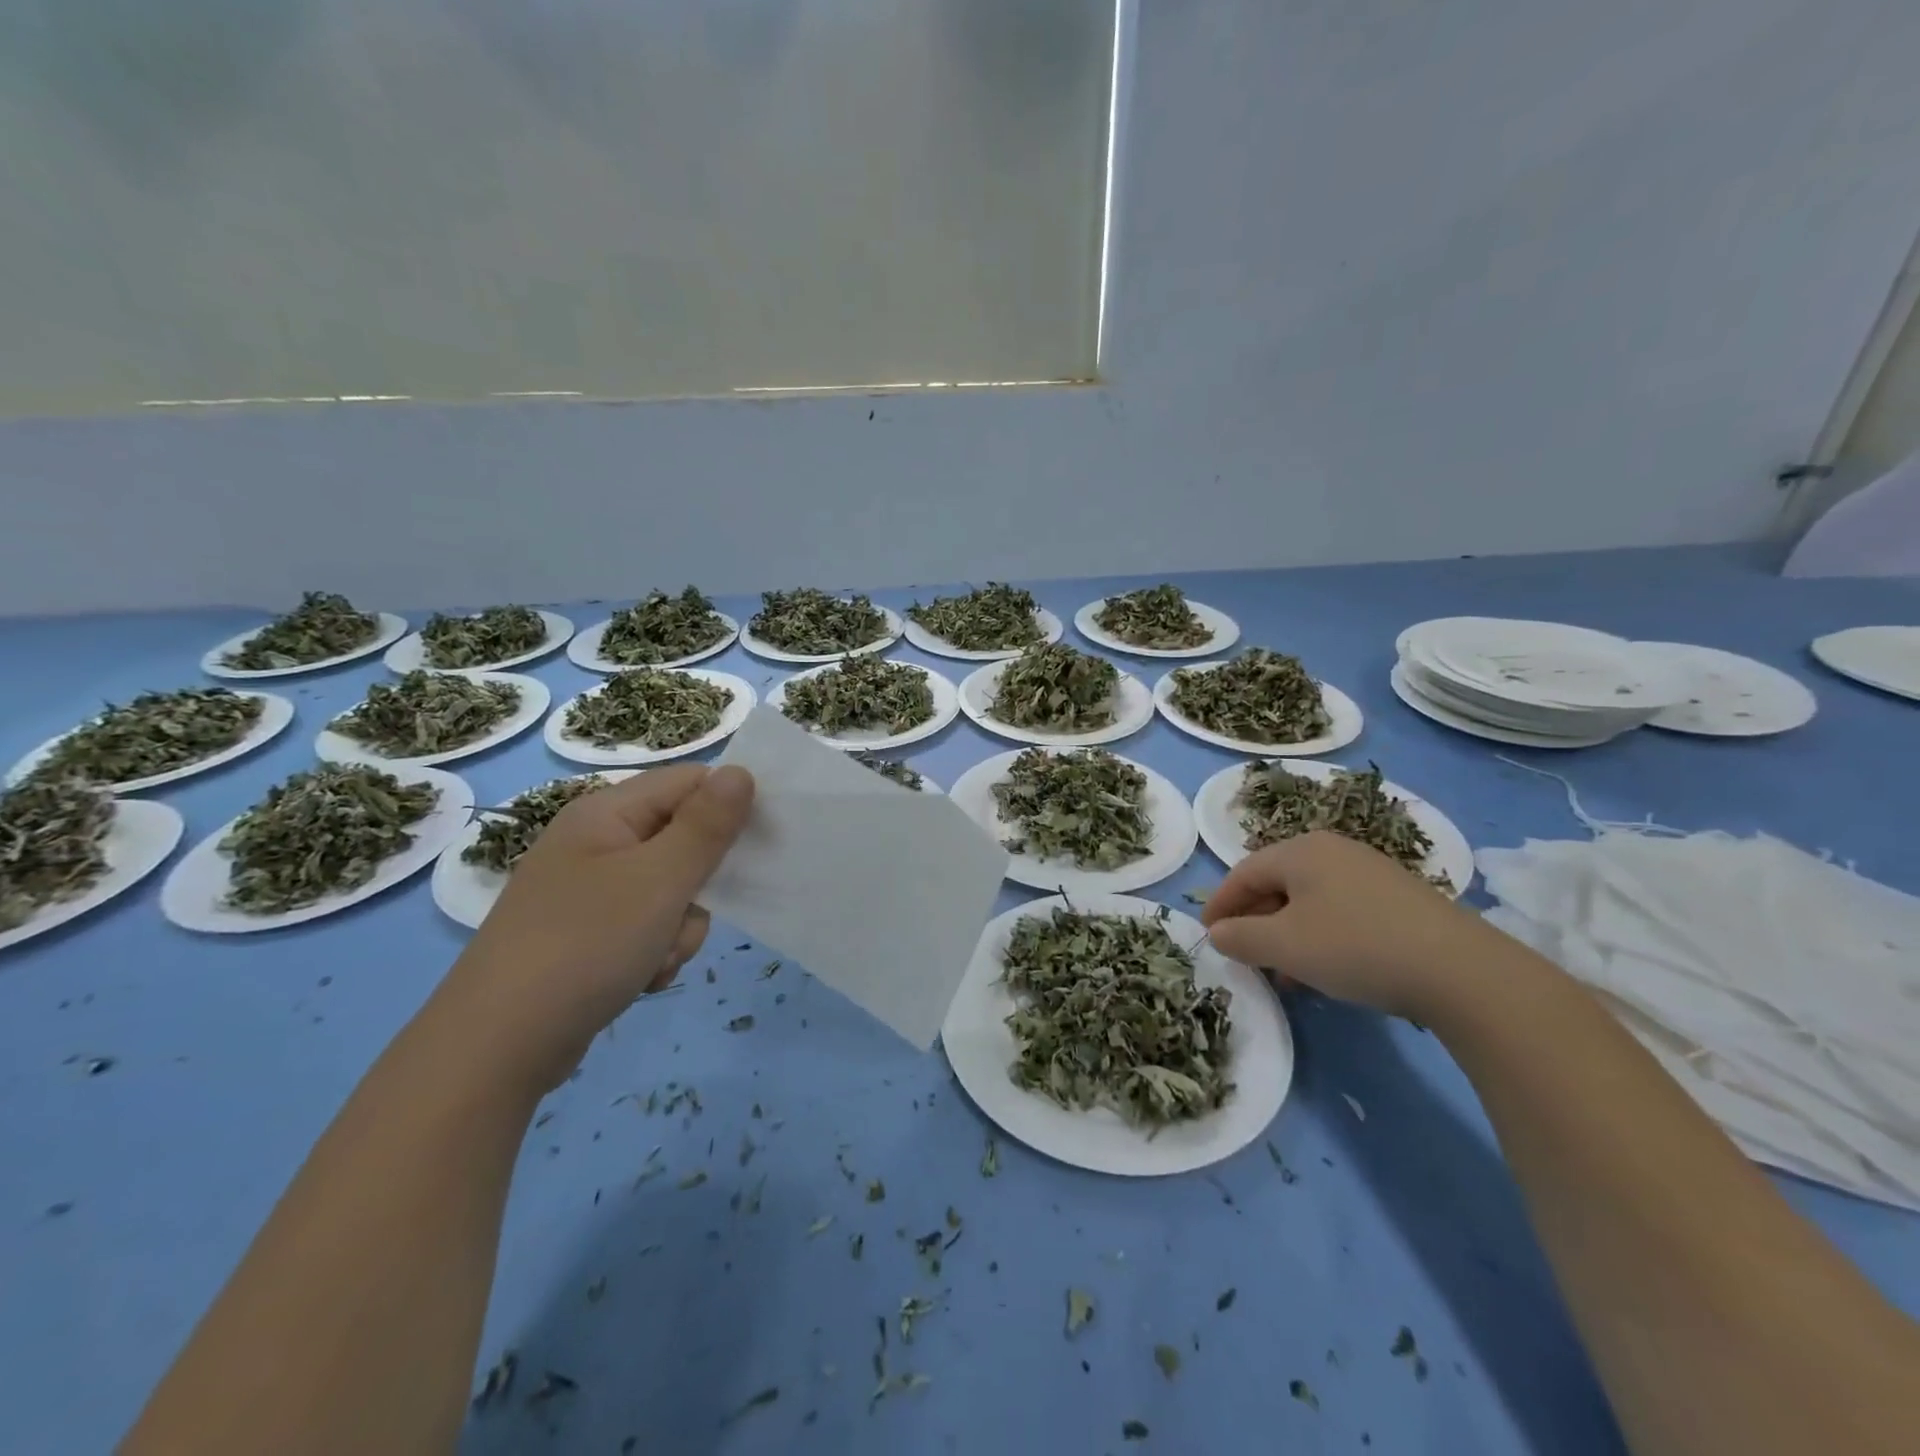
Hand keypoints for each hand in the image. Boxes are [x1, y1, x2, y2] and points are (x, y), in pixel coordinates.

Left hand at [436, 763, 754, 1090]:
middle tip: (693, 912)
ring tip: (658, 957)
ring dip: (680, 925)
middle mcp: (596, 843)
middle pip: (682, 839)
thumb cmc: (586, 945)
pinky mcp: (589, 934)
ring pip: (671, 890)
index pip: (689, 783)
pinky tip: (641, 977)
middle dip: (701, 882)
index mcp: (606, 813)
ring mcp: (589, 891)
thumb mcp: (661, 880)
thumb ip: (707, 825)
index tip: (763, 842)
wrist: (498, 1047)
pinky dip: (656, 949)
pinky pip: (647, 925)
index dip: (729, 805)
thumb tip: (741, 772)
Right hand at [1201, 830, 1509, 1022]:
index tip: (1207, 934)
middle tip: (1242, 953)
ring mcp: (1370, 871)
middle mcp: (1333, 850)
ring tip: (1282, 973)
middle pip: (1276, 883)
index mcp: (1300, 851)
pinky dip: (1319, 935)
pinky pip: (1340, 910)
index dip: (1220, 904)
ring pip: (1309, 900)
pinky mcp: (1398, 897)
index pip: (1243, 872)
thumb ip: (1240, 937)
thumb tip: (1218, 933)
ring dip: (1286, 933)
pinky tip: (1324, 970)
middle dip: (1254, 920)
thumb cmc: (1355, 947)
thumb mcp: (1284, 946)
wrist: (1461, 970)